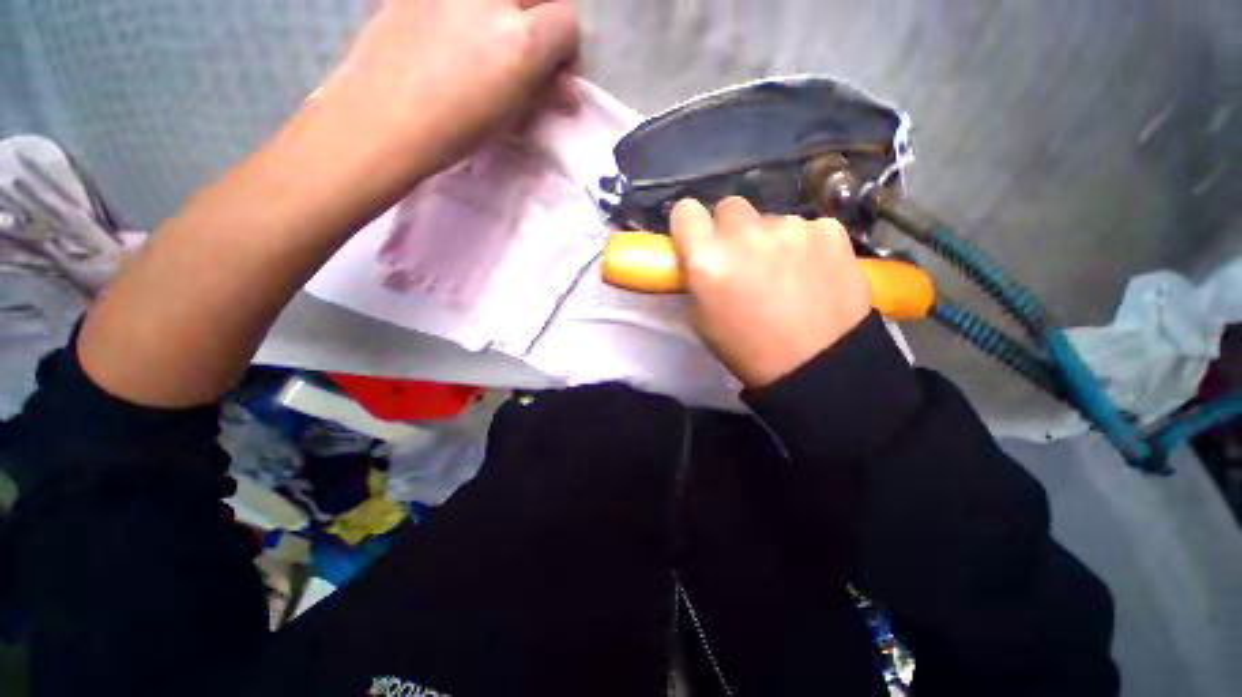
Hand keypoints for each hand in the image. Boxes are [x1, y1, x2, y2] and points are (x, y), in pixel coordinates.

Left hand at [318, 0, 579, 172]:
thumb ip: (545, 96)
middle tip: (528, 53)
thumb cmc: (453, 129)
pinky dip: (473, 10)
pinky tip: (457, 32)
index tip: (554, 77)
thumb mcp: (511, 119)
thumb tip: (568, 92)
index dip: (566, 52)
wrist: (381, 117)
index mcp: (522, 39)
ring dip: (510, 12)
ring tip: (490, 41)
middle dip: (544, 20)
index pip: (568, 22)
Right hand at [671, 197, 872, 388]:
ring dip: (770, 239)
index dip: (690, 224)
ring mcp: (791, 227)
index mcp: (708, 259)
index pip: (686, 210)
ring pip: (770, 219)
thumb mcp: (701, 318)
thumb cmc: (747, 348)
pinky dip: (805, 244)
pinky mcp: (829, 230)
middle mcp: (745, 234)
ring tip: (785, 275)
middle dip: (731, 230)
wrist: (818, 365)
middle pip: (730, 207)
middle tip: (744, 260)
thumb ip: (697, 277)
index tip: (698, 239)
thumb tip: (701, 255)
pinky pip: (807, 227)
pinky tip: (814, 273)